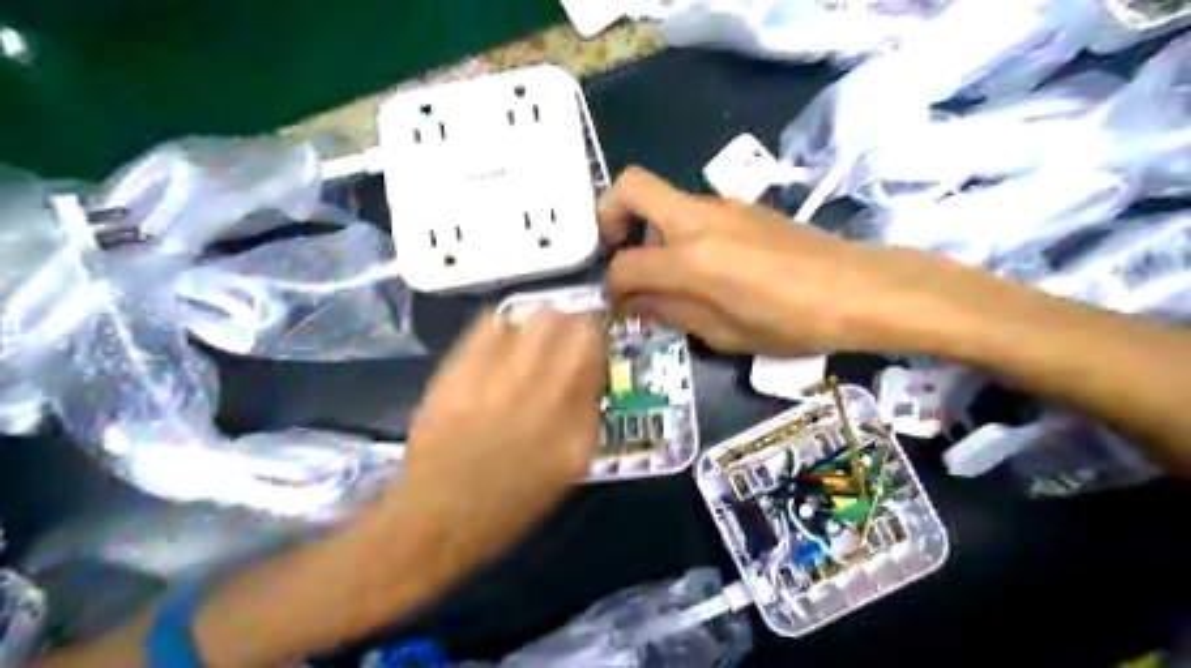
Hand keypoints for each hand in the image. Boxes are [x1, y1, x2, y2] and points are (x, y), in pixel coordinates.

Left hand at [386, 307, 606, 588]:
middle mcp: (543, 403)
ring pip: (539, 320)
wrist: (435, 519)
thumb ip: (584, 419)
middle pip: (576, 330)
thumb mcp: (566, 472)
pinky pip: (490, 325)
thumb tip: (589, 373)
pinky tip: (501, 341)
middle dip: (577, 326)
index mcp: (574, 433)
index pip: (599, 362)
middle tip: (566, 336)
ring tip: (534, 337)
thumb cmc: (507, 505)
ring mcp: (500, 386)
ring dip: (544, 322)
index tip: (588, 349)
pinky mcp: (459, 377)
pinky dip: (503, 326)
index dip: (596, 346)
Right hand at [602, 165, 982, 357]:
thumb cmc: (791, 322)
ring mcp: (721, 205)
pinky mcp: (741, 206)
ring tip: (662, 269)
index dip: (612, 285)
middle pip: (631, 186)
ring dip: (646, 226)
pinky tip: (699, 264)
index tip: (617, 302)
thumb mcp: (724, 333)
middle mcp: (697, 219)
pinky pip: (691, 209)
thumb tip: (637, 301)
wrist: (856, 288)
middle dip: (608, 215)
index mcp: (691, 258)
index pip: (625, 263)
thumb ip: (672, 311)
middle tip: (614, 249)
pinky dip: (677, 230)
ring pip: (662, 198)